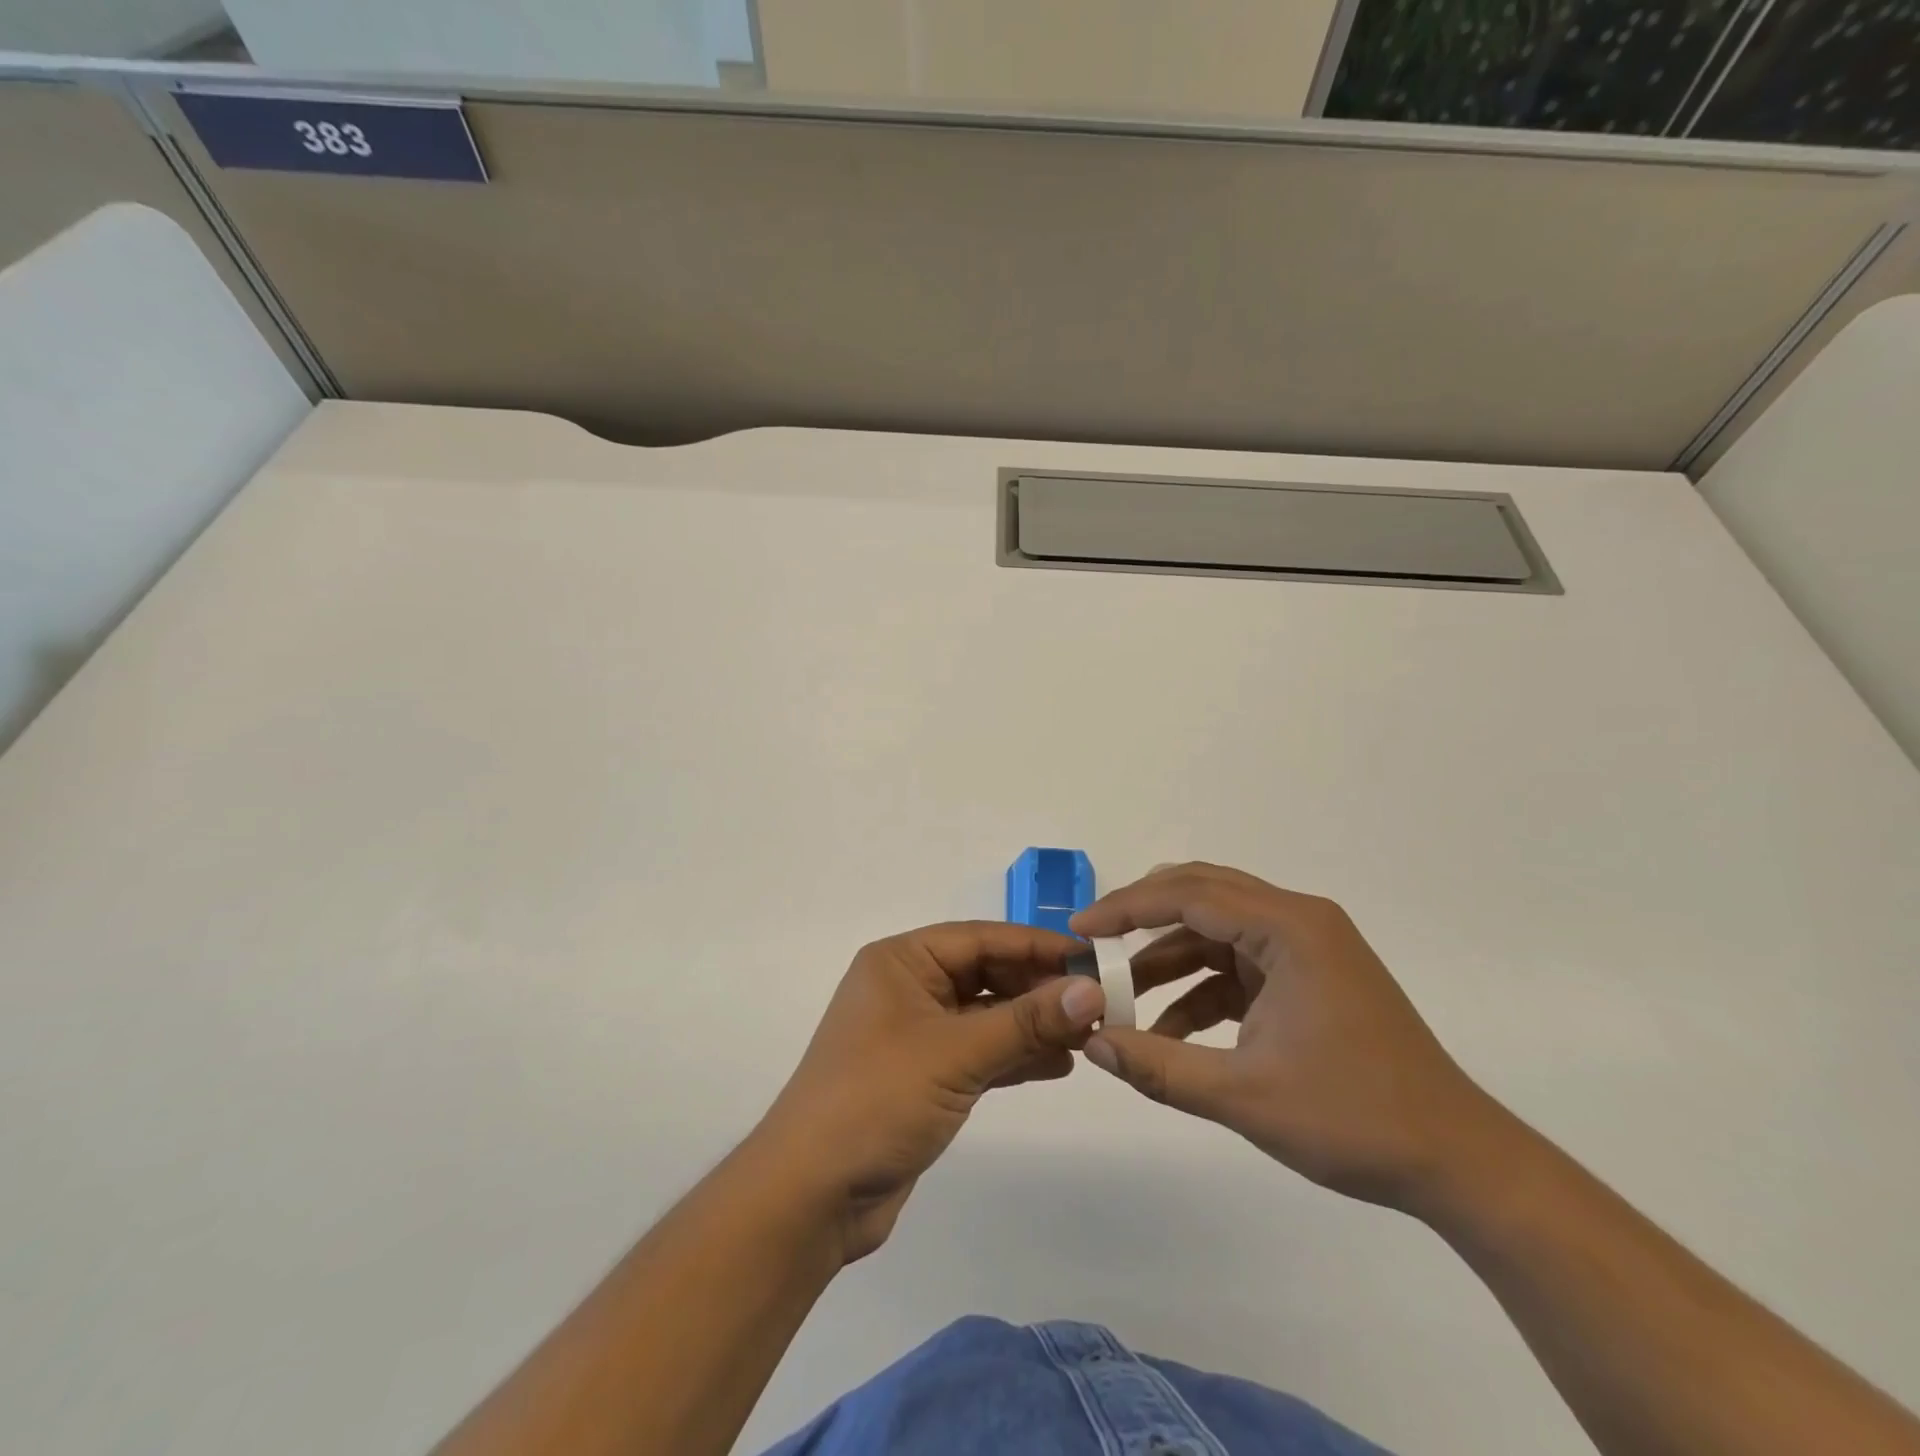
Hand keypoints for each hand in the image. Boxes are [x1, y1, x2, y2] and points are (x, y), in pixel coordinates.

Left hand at [752, 922, 1104, 1262]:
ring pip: (987, 1015)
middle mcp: (908, 988)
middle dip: (1039, 988)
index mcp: (901, 962)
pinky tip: (1059, 1065)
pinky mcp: (924, 1077)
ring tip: (1090, 1036)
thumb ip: (1026, 1021)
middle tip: (1099, 1004)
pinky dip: (1015, 1056)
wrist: (811, 1195)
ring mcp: (915, 1034)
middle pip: (986, 974)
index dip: (1036, 946)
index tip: (1092, 958)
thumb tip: (1092, 990)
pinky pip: (979, 1052)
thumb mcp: (955, 1053)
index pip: (980, 938)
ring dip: (1033, 1024)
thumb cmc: (877, 1100)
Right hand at [1073, 863, 1504, 1212]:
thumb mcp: (1244, 1096)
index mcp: (1289, 928)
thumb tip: (1090, 1044)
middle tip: (1094, 944)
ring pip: (1217, 931)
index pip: (1189, 894)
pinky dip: (1202, 989)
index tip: (1080, 929)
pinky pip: (1239, 965)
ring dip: (1170, 960)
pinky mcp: (1310, 977)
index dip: (1126, 908)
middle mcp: (1298, 921)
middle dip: (1143, 919)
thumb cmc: (1353, 1118)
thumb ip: (1159, 1066)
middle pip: (1202, 895)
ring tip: (1123, 998)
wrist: (1458, 1162)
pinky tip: (1172, 1030)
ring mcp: (1307, 948)